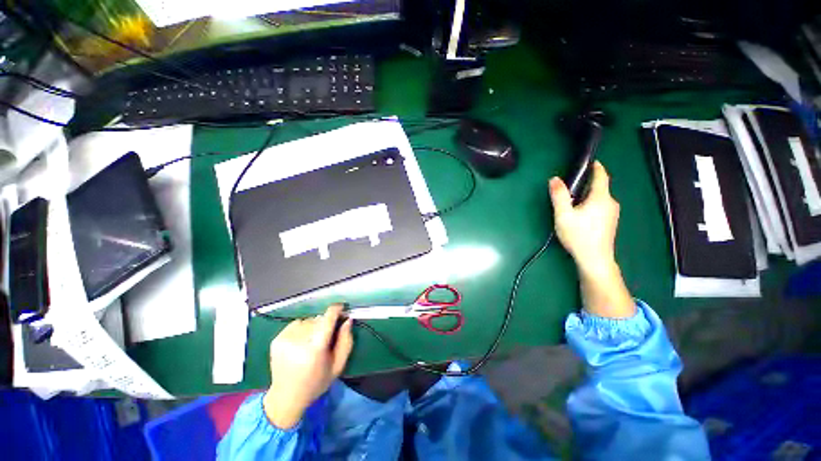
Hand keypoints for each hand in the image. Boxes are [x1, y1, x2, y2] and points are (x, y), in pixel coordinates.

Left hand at [263, 305, 352, 428]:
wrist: (286, 397)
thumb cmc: (316, 382)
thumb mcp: (338, 365)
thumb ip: (346, 341)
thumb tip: (347, 320)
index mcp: (315, 349)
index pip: (327, 318)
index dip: (336, 309)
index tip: (342, 307)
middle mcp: (299, 341)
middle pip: (318, 319)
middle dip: (325, 323)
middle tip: (326, 336)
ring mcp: (285, 339)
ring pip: (308, 320)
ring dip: (314, 325)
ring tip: (313, 341)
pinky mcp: (277, 339)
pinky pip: (296, 323)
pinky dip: (302, 328)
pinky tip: (302, 341)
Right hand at [549, 161, 634, 317]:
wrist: (595, 259)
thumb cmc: (579, 236)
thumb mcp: (563, 215)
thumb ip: (559, 196)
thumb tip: (554, 179)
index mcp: (601, 197)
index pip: (601, 175)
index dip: (596, 167)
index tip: (590, 162)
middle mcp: (610, 203)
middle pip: (599, 187)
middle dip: (585, 185)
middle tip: (568, 189)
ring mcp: (612, 214)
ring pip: (599, 198)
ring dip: (587, 196)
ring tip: (571, 204)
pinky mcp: (610, 222)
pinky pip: (600, 207)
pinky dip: (590, 205)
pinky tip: (580, 216)